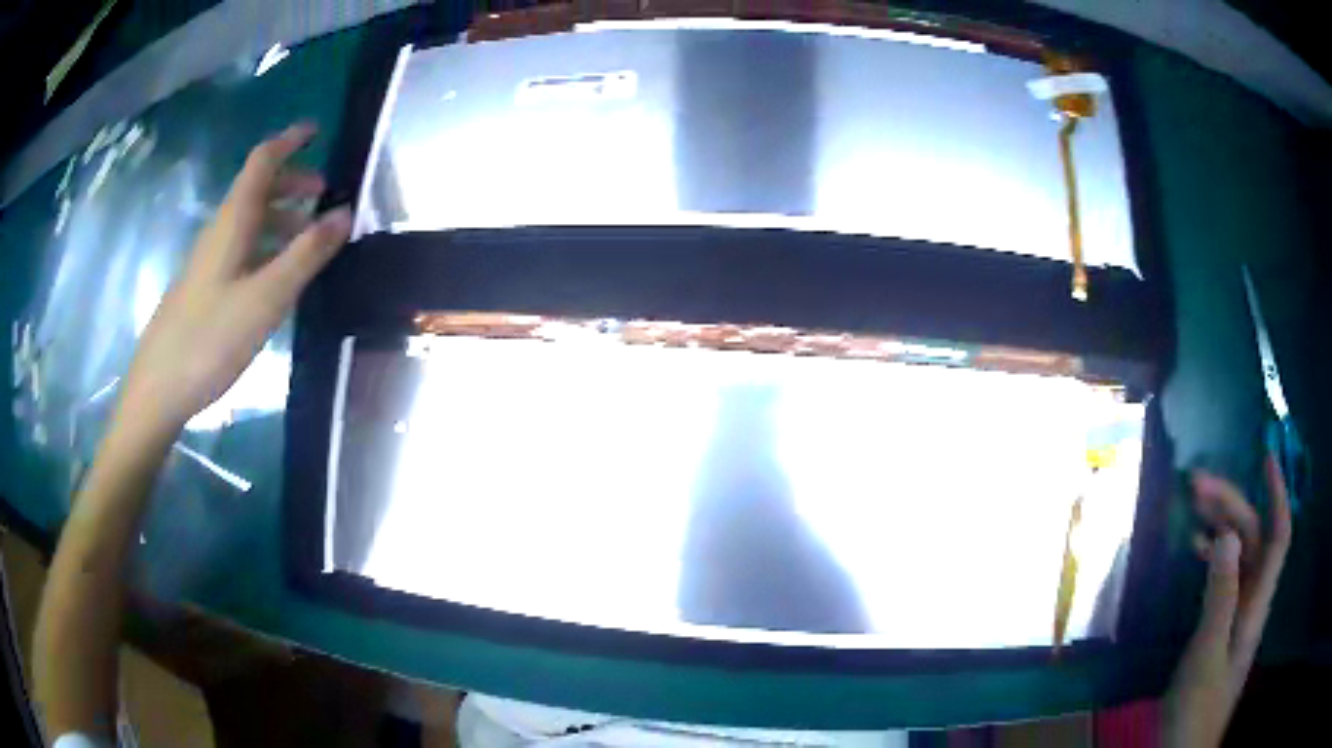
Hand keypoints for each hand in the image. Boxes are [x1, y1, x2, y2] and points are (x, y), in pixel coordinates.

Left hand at [119, 124, 349, 433]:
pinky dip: (268, 246)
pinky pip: (242, 250)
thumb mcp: (266, 298)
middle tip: (325, 194)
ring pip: (250, 222)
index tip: (317, 129)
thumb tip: (345, 213)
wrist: (159, 389)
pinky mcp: (206, 289)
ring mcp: (210, 262)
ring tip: (310, 237)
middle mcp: (220, 233)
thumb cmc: (210, 338)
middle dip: (292, 182)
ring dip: (282, 217)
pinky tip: (279, 275)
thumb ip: (306, 255)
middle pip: (257, 189)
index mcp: (233, 222)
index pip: (263, 161)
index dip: (290, 140)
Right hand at [1162, 454, 1291, 747]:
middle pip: (1253, 538)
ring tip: (1193, 507)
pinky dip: (1211, 556)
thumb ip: (1220, 596)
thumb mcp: (1206, 656)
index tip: (1264, 457)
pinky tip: (1194, 550)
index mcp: (1256, 603)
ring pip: (1238, 555)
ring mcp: (1236, 615)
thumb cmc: (1197, 708)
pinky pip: (1223, 578)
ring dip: (1221, 526)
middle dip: (1233, 504)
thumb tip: (1227, 534)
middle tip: (1197, 485)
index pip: (1278, 535)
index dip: (1277, 494)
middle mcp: (1252, 600)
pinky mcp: (1219, 628)